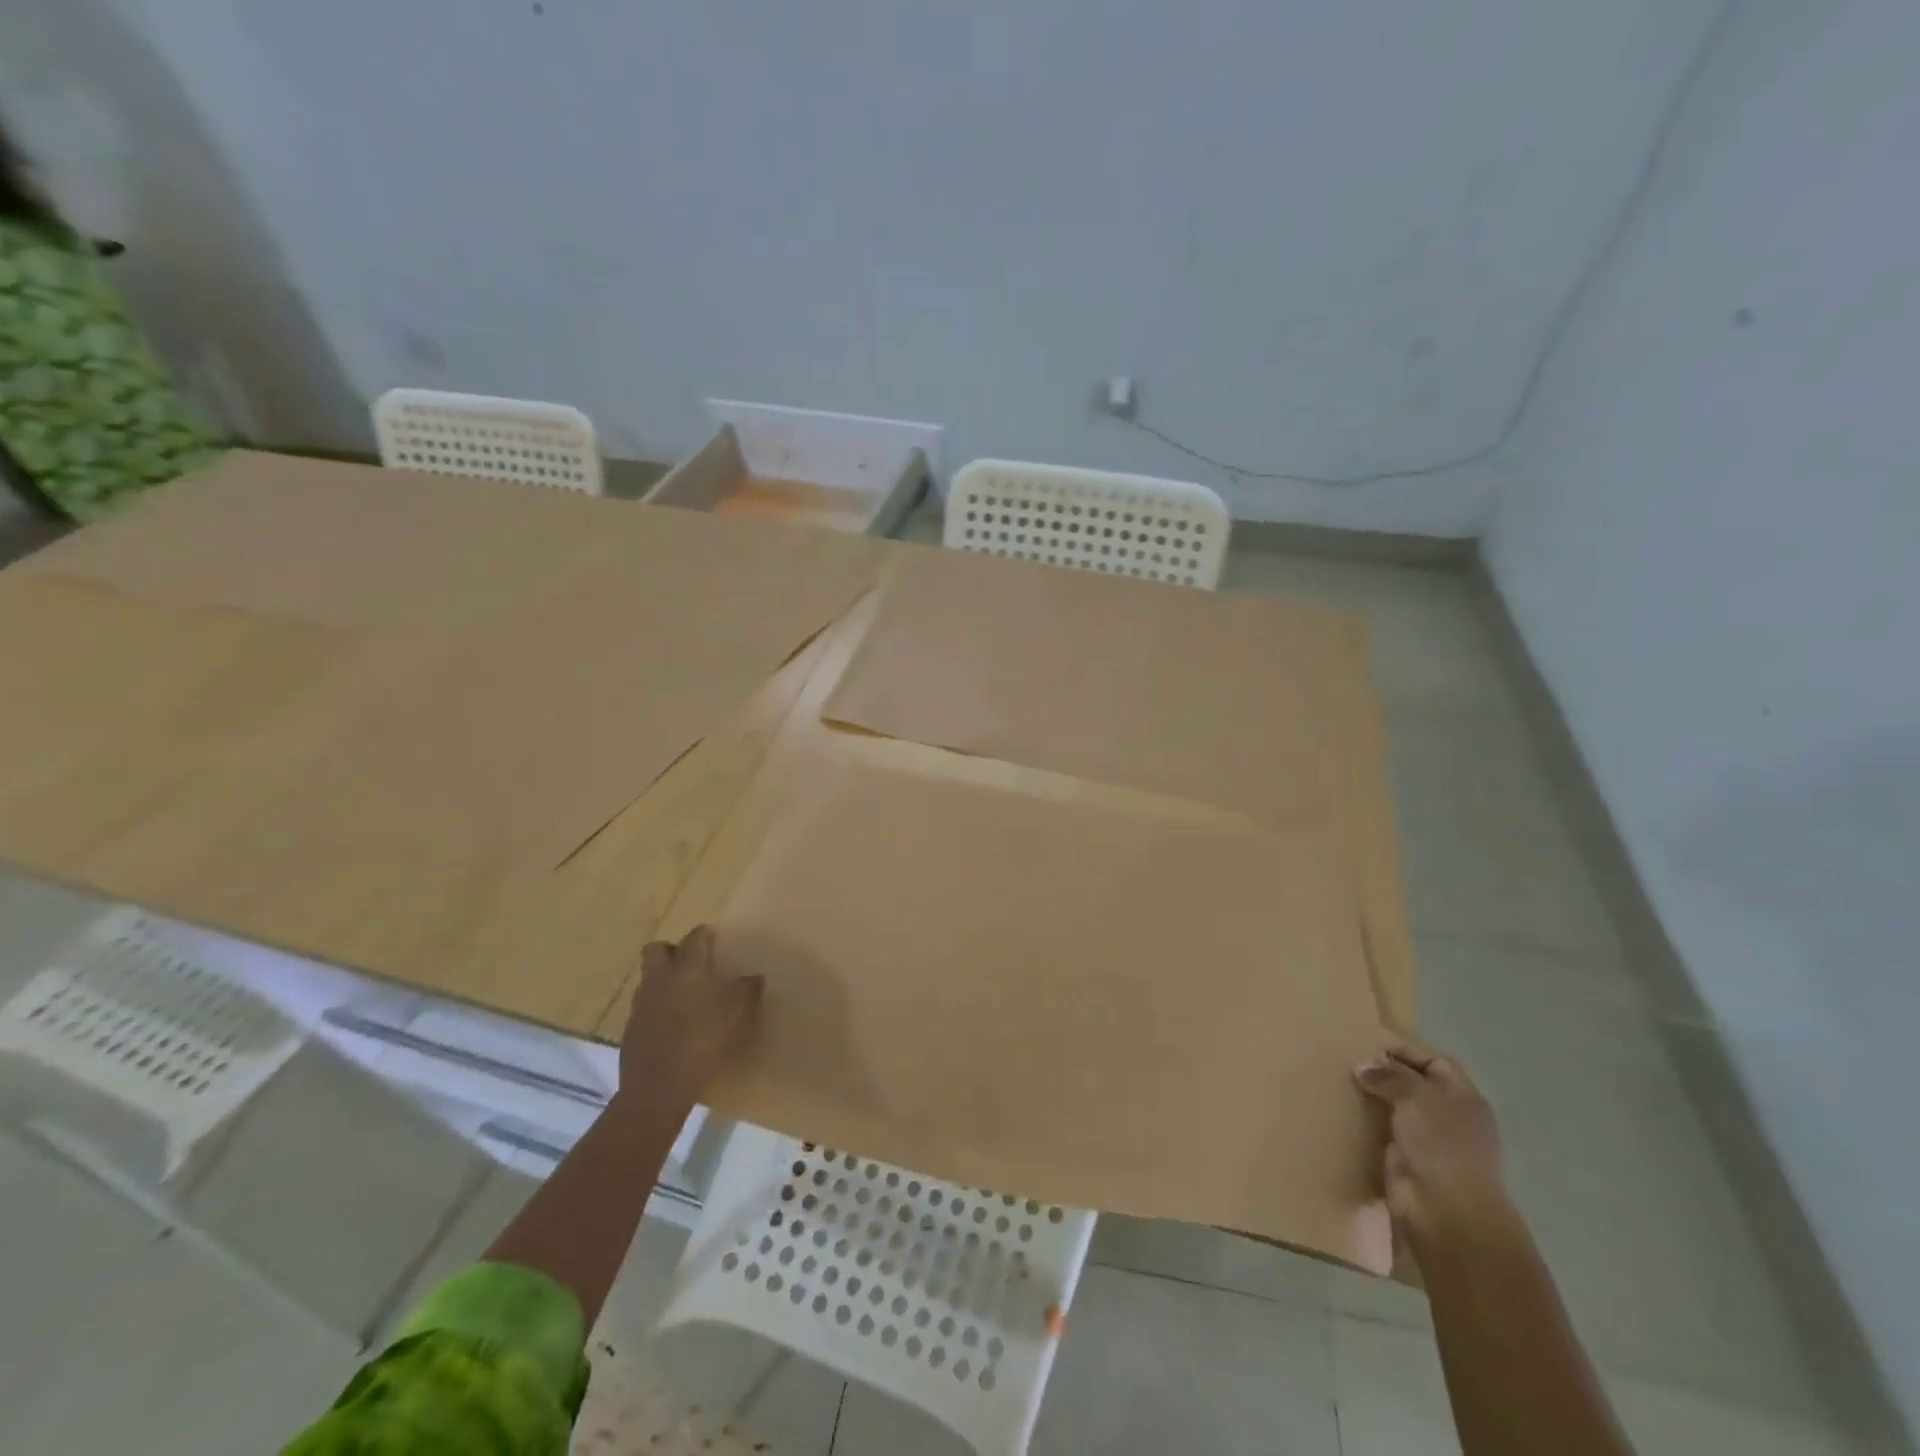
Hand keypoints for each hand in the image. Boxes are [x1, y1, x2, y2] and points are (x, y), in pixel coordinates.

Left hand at [617, 926, 763, 1112]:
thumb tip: (754, 977)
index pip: (693, 939)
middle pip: (657, 950)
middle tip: (691, 962)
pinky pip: (645, 1005)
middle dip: (672, 950)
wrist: (657, 1088)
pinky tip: (673, 1022)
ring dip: (663, 979)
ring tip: (684, 994)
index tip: (713, 936)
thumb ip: (747, 991)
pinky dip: (657, 1006)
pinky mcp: (631, 1029)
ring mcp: (641, 1004)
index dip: (703, 934)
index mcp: (687, 969)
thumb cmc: (702, 1042)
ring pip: (649, 978)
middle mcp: (660, 979)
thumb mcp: (736, 1016)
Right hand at [1354, 1039, 1511, 1249]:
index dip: (1405, 1050)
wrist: (1445, 1211)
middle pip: (1415, 1085)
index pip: (1435, 1062)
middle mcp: (1450, 1117)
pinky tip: (1343, 1112)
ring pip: (1397, 1109)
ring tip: (1339, 1082)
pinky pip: (1384, 1132)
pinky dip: (1367, 1122)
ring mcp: (1430, 1142)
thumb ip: (1390, 1075)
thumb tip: (1363, 1066)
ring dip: (1373, 1098)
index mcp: (1464, 1097)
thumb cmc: (1441, 1143)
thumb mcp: (1416, 1096)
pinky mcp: (1408, 1162)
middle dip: (1385, 1073)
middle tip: (1347, 1060)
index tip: (1368, 1042)